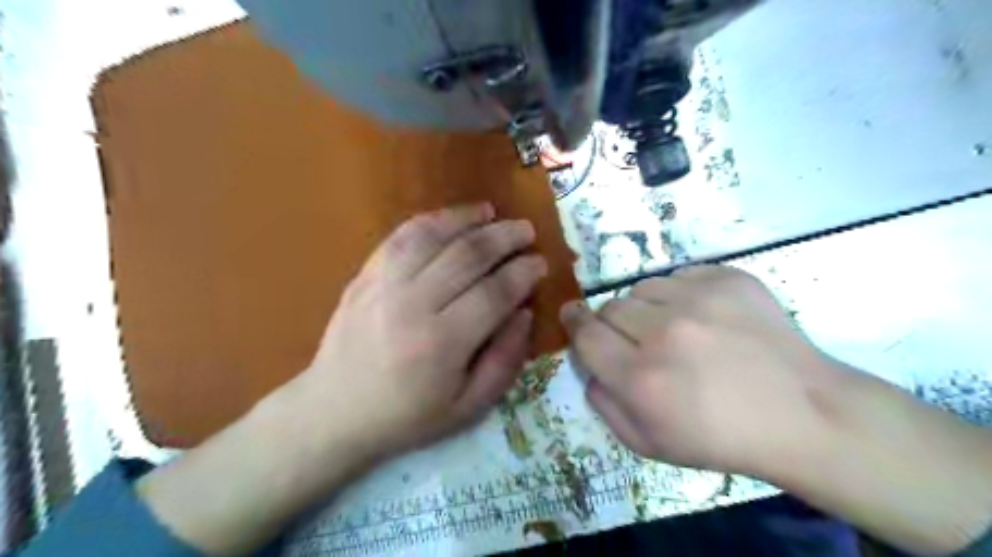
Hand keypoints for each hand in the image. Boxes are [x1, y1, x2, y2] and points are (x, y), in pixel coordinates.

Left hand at [285, 202, 548, 461]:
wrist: (335, 411)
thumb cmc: (407, 416)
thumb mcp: (468, 407)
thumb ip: (505, 360)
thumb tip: (524, 313)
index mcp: (442, 343)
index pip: (494, 293)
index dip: (523, 273)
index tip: (540, 262)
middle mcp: (413, 305)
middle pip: (468, 256)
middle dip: (504, 238)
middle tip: (526, 230)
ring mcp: (383, 284)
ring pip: (433, 236)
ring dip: (468, 219)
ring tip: (493, 212)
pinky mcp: (364, 275)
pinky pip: (400, 236)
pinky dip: (430, 221)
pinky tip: (451, 218)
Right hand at [566, 268, 991, 554]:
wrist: (802, 413)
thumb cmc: (721, 438)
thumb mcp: (647, 443)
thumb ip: (603, 404)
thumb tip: (588, 365)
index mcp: (640, 377)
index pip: (584, 333)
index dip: (574, 322)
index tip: (573, 316)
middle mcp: (663, 332)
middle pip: (609, 307)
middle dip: (613, 324)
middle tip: (638, 341)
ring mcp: (698, 299)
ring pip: (642, 288)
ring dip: (646, 308)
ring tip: (674, 328)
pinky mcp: (728, 278)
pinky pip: (679, 276)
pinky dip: (680, 294)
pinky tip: (704, 317)